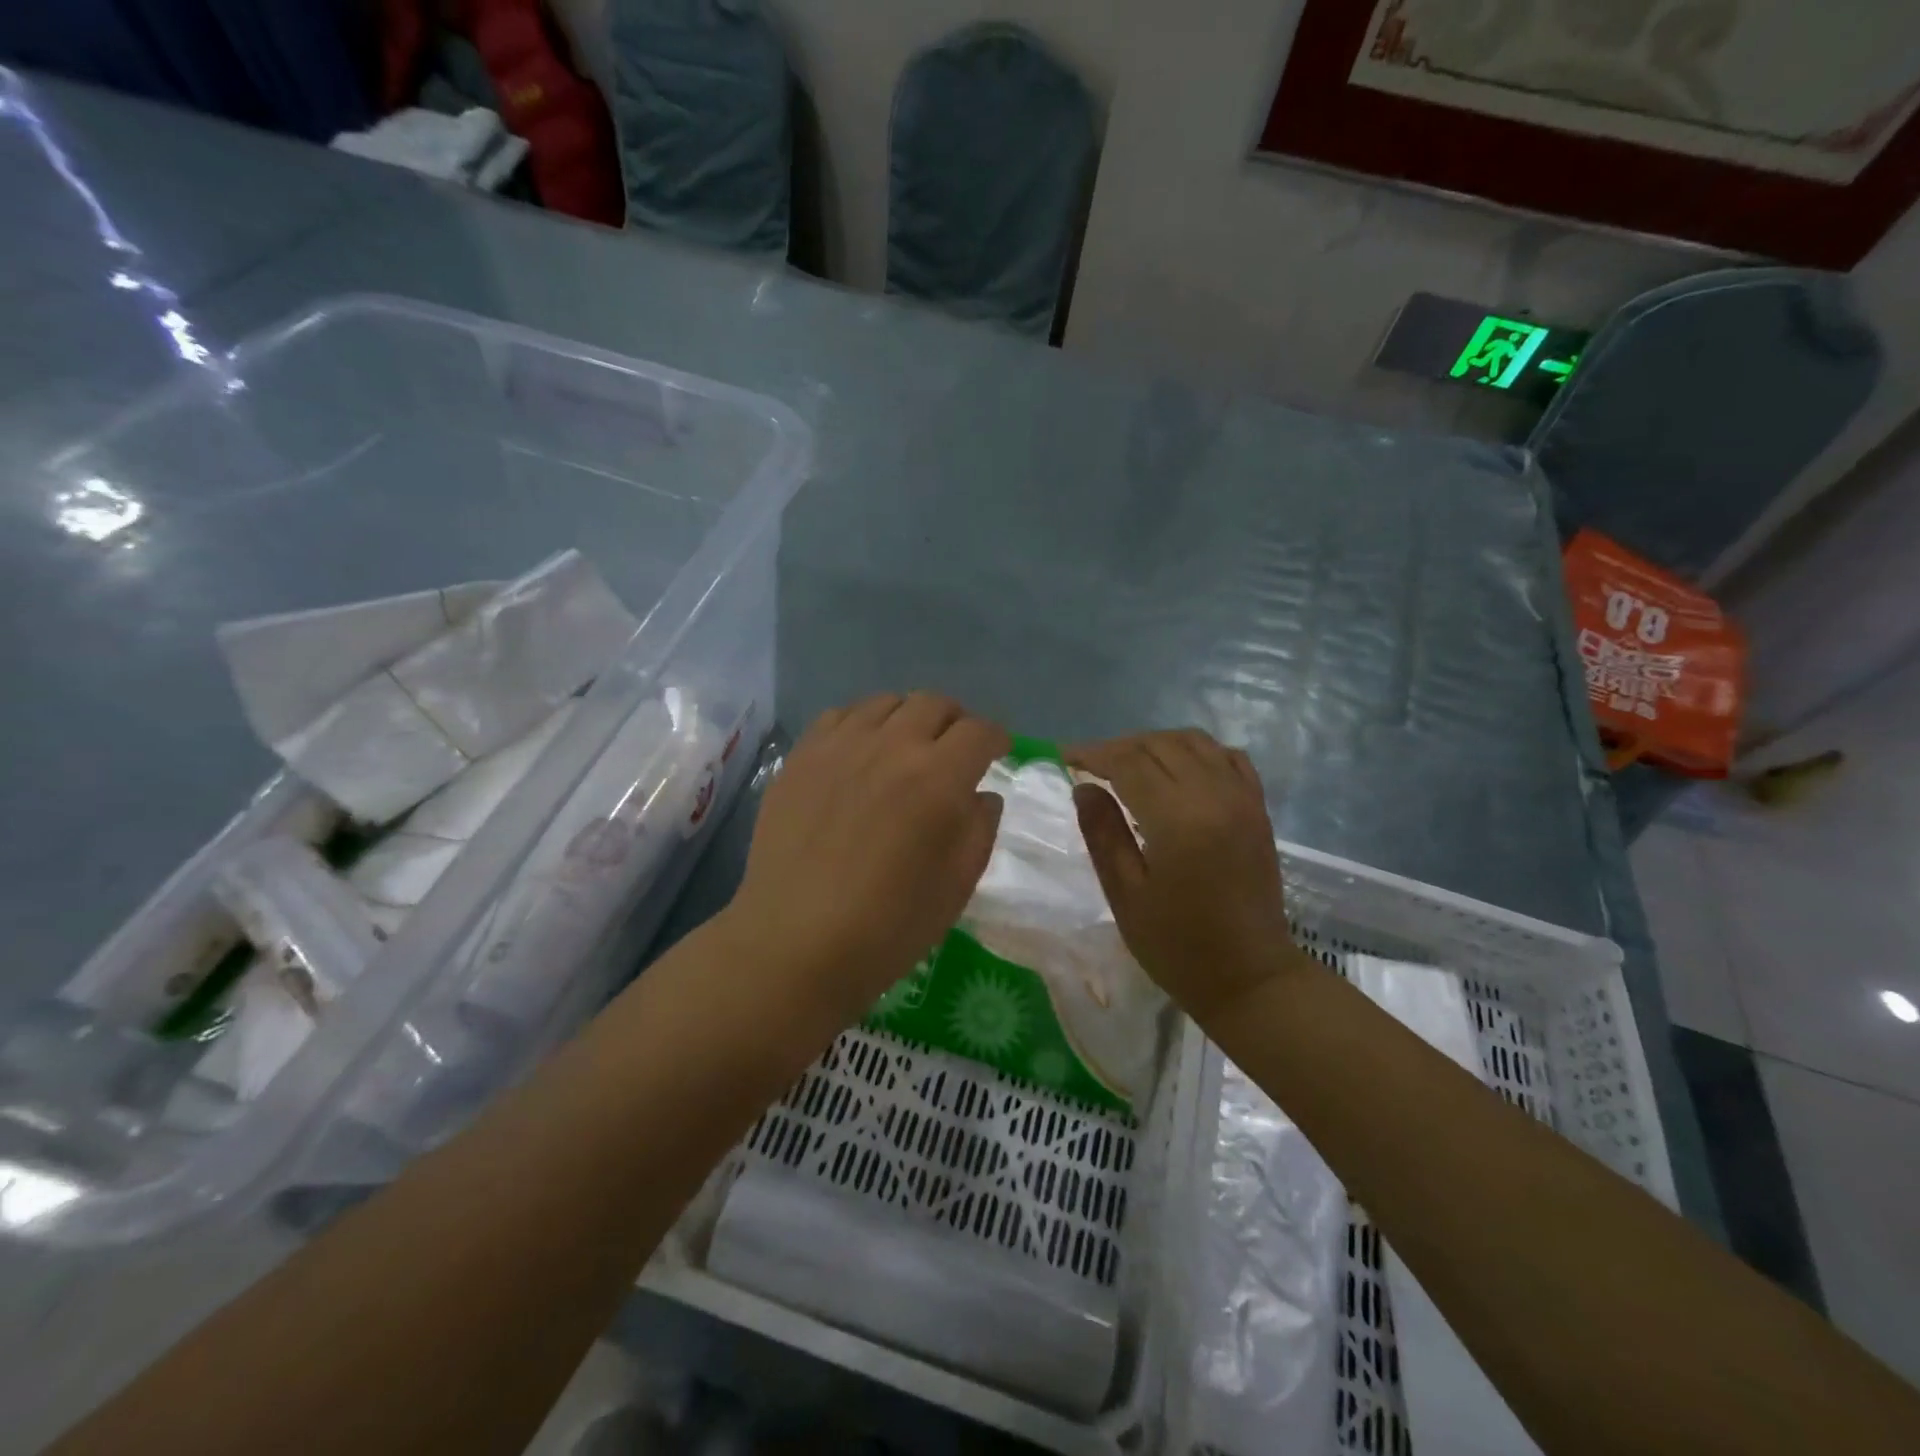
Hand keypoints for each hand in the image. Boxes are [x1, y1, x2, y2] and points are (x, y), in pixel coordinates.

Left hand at [724, 693, 1008, 1023]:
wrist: (796, 942)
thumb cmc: (889, 926)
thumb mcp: (958, 885)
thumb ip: (980, 828)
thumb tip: (981, 794)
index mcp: (937, 778)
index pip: (978, 732)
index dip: (995, 739)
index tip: (997, 753)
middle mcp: (890, 746)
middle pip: (933, 703)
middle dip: (955, 721)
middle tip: (954, 750)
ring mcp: (840, 746)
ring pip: (885, 703)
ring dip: (908, 718)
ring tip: (906, 748)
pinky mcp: (801, 757)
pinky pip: (839, 716)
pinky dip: (862, 724)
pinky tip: (859, 753)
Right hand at [1068, 730, 1309, 1020]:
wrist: (1250, 977)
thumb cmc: (1178, 945)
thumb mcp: (1125, 895)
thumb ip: (1103, 833)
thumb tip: (1083, 786)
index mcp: (1179, 820)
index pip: (1129, 763)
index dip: (1094, 754)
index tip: (1066, 757)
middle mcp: (1215, 796)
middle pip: (1160, 745)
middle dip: (1119, 747)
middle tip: (1089, 764)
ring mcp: (1243, 798)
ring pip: (1194, 742)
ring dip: (1155, 744)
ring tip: (1127, 764)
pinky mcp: (1258, 808)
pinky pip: (1228, 757)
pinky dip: (1197, 751)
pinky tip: (1178, 768)